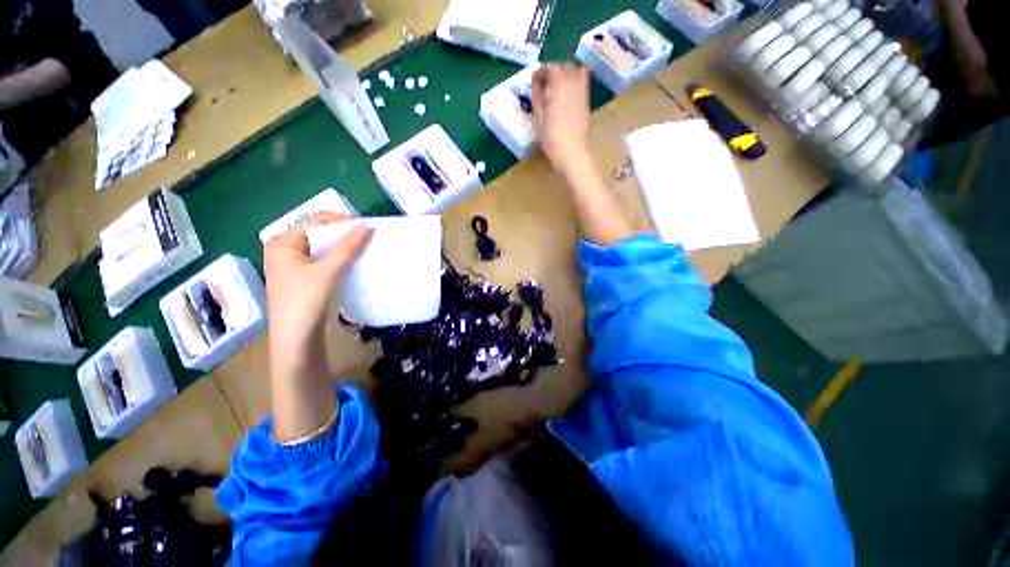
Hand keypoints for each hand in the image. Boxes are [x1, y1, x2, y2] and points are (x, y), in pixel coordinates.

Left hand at [263, 213, 371, 365]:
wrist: (296, 338)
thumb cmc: (305, 300)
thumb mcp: (328, 270)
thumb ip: (348, 247)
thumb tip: (369, 225)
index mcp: (282, 242)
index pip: (316, 221)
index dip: (342, 221)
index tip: (367, 227)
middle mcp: (285, 249)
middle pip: (320, 234)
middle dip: (344, 234)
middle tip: (369, 238)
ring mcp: (293, 264)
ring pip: (323, 248)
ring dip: (344, 247)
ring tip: (365, 248)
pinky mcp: (303, 278)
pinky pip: (324, 260)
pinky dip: (340, 259)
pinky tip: (354, 262)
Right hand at [532, 64, 591, 171]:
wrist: (571, 153)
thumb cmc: (551, 138)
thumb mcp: (538, 117)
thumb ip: (536, 94)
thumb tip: (535, 76)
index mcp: (557, 89)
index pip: (551, 67)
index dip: (543, 68)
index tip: (537, 76)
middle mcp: (571, 86)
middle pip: (565, 66)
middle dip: (555, 67)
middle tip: (547, 78)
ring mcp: (581, 93)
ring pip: (576, 71)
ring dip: (566, 71)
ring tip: (558, 82)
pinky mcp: (586, 101)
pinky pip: (584, 81)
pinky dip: (577, 77)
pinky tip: (571, 85)